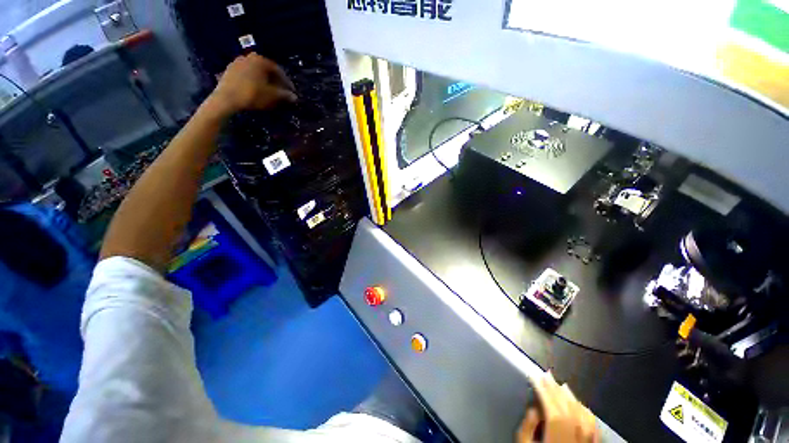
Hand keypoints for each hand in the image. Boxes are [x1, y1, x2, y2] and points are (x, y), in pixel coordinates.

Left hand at [209, 53, 296, 115]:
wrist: (226, 99)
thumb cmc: (252, 94)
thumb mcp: (272, 96)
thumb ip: (284, 95)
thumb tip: (294, 97)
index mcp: (260, 60)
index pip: (279, 70)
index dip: (287, 82)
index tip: (292, 92)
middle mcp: (249, 57)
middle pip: (266, 70)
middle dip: (275, 82)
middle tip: (281, 93)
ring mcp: (237, 63)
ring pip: (256, 73)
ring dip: (264, 82)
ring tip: (269, 93)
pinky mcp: (229, 71)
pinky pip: (247, 76)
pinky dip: (254, 82)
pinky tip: (256, 92)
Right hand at [517, 373, 598, 442]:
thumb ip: (527, 427)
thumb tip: (534, 407)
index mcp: (557, 442)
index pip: (554, 412)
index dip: (544, 392)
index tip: (535, 376)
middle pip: (570, 412)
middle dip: (556, 391)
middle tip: (546, 375)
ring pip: (584, 419)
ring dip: (572, 399)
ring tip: (561, 385)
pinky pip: (593, 429)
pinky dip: (586, 413)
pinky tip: (580, 405)